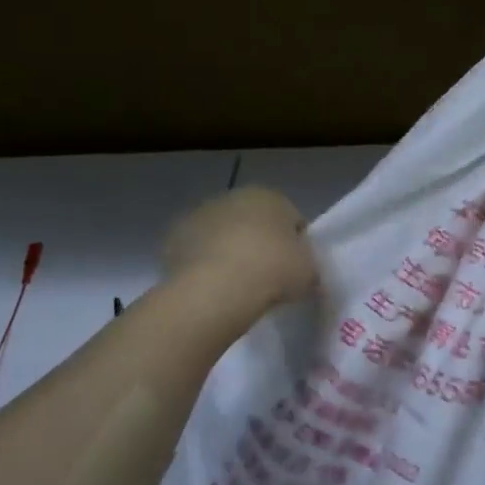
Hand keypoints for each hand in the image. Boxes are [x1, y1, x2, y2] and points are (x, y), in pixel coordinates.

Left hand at [164, 187, 319, 310]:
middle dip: (259, 245)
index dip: (296, 246)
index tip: (295, 272)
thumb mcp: (310, 272)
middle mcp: (233, 196)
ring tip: (237, 288)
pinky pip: (197, 253)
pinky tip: (212, 288)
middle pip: (254, 223)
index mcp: (271, 196)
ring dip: (229, 253)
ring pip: (222, 236)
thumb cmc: (273, 271)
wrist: (218, 288)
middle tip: (266, 280)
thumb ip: (308, 267)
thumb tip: (302, 273)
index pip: (292, 219)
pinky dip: (204, 266)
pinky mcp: (174, 238)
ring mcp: (200, 215)